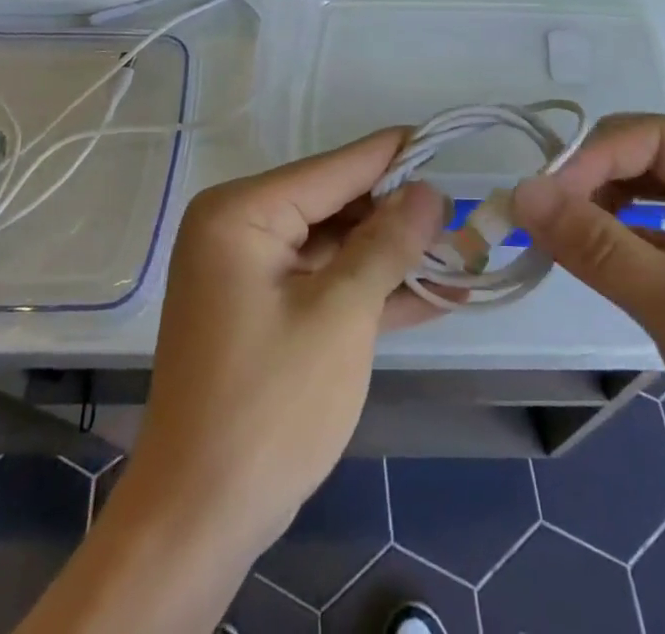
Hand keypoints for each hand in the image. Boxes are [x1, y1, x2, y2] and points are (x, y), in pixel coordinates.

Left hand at [122, 130, 449, 556]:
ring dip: (395, 258)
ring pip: (338, 246)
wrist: (197, 523)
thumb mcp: (340, 316)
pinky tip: (435, 295)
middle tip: (467, 218)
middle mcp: (241, 227)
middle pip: (337, 204)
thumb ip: (387, 245)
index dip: (396, 156)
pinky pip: (326, 282)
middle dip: (401, 216)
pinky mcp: (265, 310)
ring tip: (465, 255)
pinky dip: (372, 290)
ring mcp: (251, 271)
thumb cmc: (269, 407)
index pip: (335, 168)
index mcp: (243, 212)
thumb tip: (429, 190)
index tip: (449, 141)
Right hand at [510, 114, 664, 541]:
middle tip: (540, 215)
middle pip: (647, 164)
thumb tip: (521, 192)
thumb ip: (599, 247)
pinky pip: (645, 245)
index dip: (598, 154)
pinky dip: (611, 248)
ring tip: (554, 239)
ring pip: (642, 202)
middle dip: (593, 181)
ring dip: (597, 212)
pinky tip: (584, 265)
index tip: (545, 194)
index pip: (658, 138)